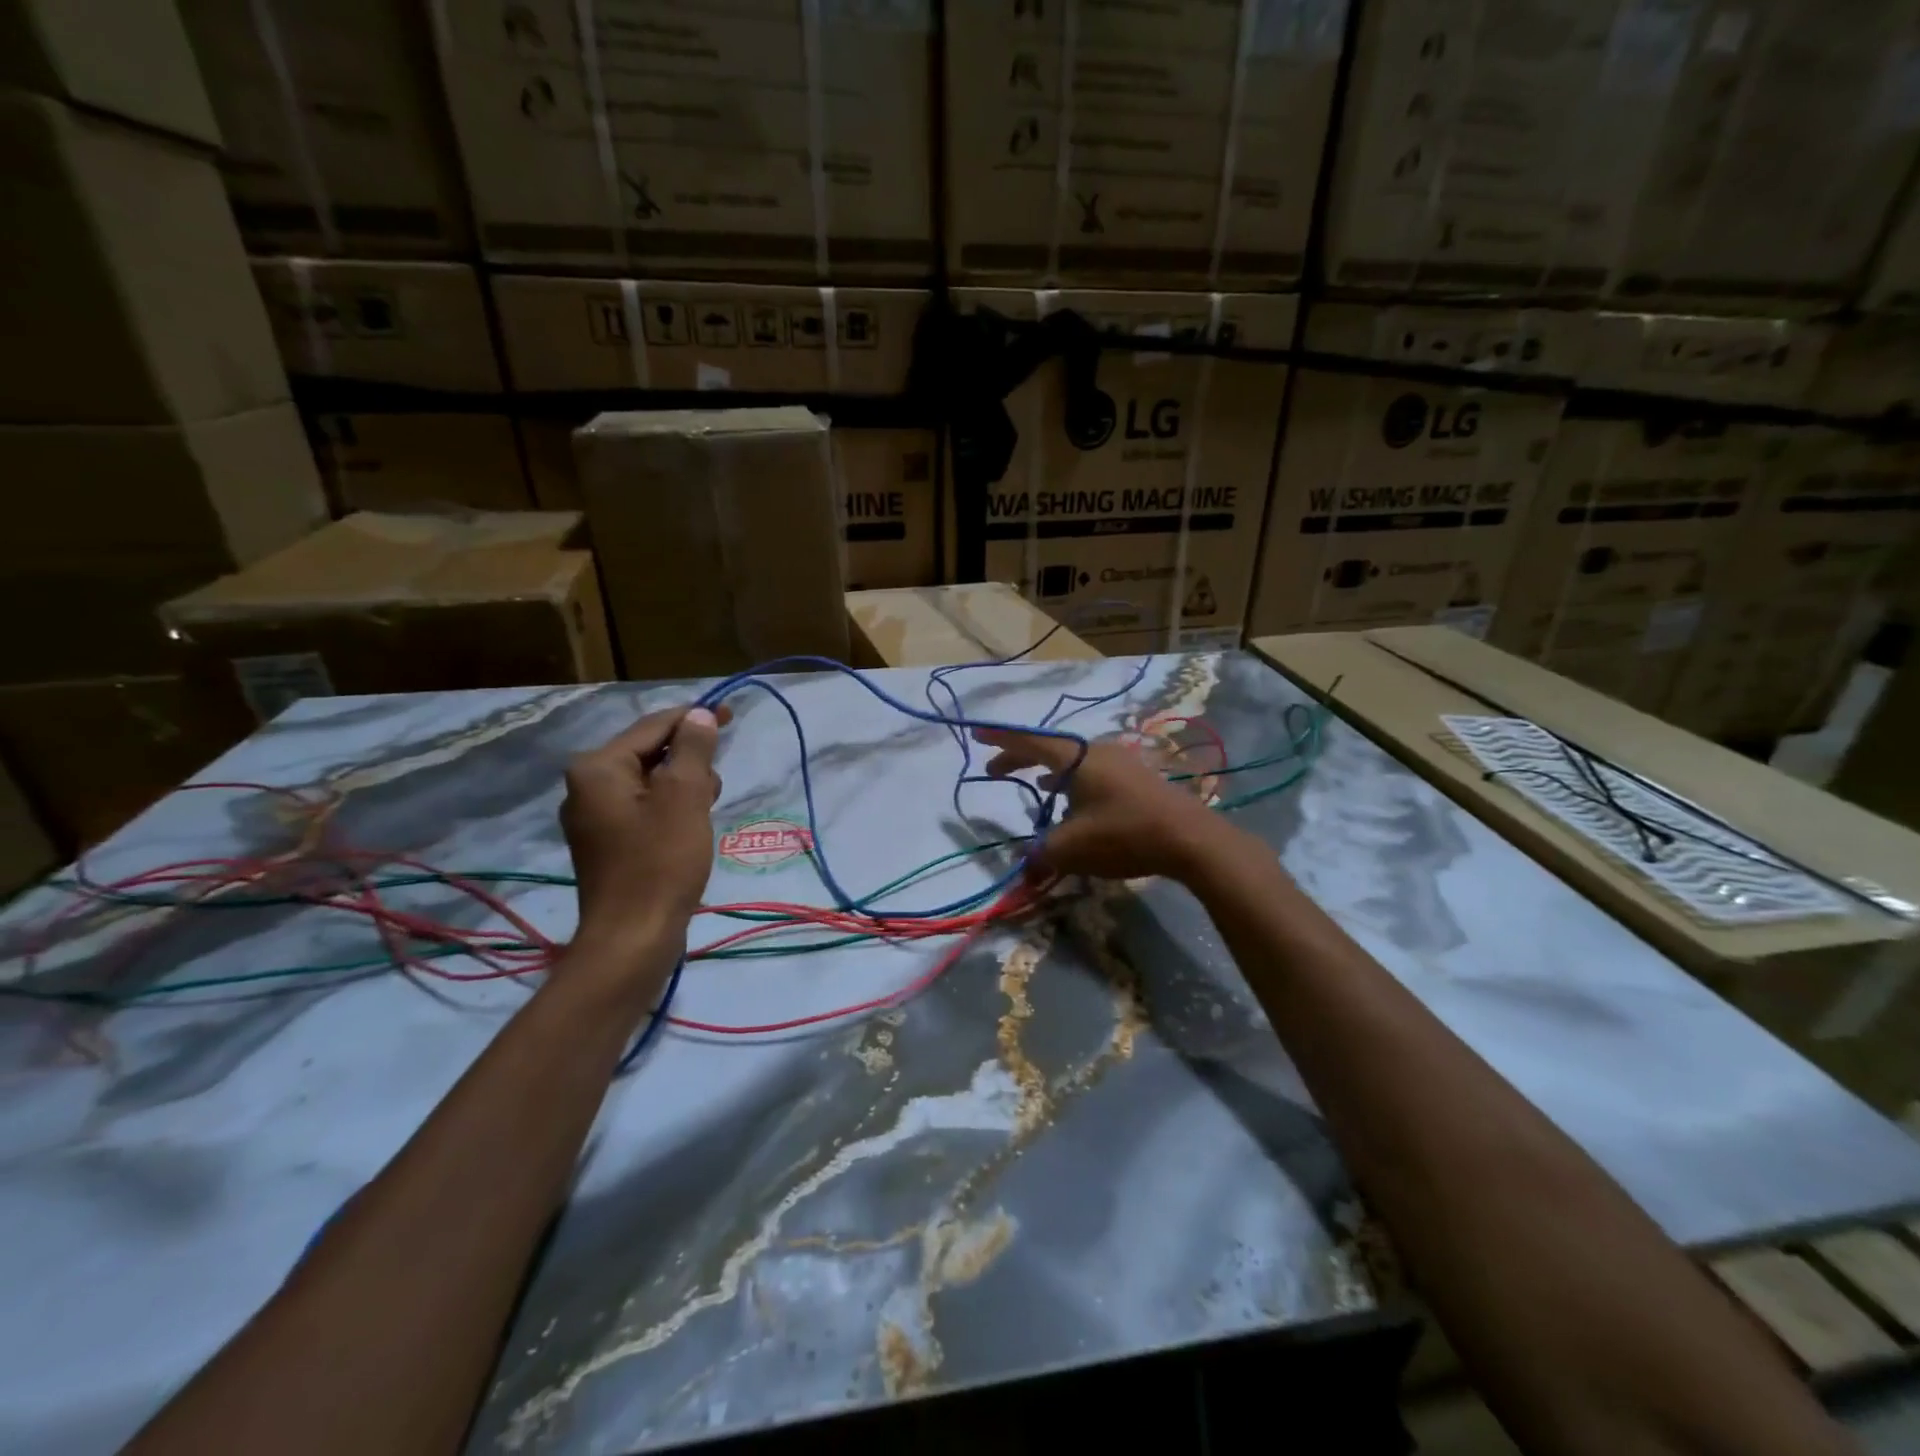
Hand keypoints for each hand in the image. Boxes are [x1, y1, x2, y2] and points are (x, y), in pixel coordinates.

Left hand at [561, 704, 729, 948]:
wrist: (633, 938)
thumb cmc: (661, 861)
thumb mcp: (685, 795)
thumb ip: (693, 749)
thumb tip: (699, 715)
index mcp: (598, 768)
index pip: (653, 726)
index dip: (694, 717)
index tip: (732, 714)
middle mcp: (586, 786)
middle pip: (650, 752)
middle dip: (689, 760)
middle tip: (714, 788)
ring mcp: (594, 817)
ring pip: (650, 782)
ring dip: (683, 787)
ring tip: (703, 814)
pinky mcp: (606, 843)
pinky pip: (644, 808)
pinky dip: (671, 809)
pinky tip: (688, 831)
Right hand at [972, 726, 1230, 883]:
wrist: (1189, 839)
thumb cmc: (1122, 834)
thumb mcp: (1070, 849)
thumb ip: (1039, 854)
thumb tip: (1024, 865)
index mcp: (1074, 758)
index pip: (1028, 741)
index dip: (1000, 739)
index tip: (976, 733)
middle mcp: (1096, 751)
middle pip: (1049, 749)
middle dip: (1019, 759)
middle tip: (994, 770)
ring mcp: (1120, 762)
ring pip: (1072, 762)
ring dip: (1048, 773)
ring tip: (1033, 787)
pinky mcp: (1137, 778)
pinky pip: (1092, 772)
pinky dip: (1072, 782)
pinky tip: (1073, 801)